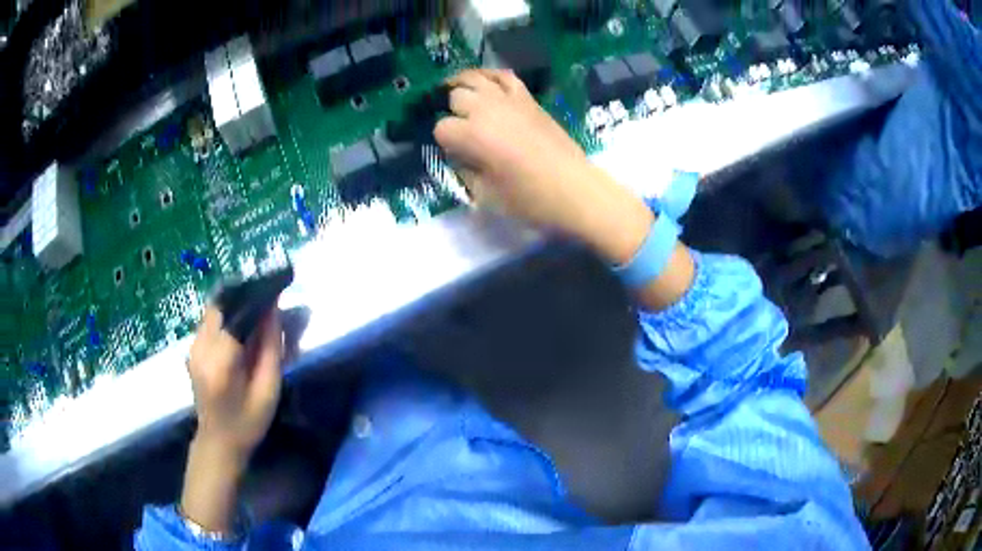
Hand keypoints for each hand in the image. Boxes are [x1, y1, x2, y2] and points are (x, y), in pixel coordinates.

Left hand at [180, 306, 282, 534]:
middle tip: (267, 299)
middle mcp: (201, 348)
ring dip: (235, 305)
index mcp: (221, 362)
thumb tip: (273, 309)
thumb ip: (271, 348)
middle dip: (244, 296)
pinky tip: (241, 327)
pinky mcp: (191, 349)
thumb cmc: (248, 422)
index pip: (235, 313)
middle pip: (220, 305)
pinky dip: (226, 316)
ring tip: (256, 311)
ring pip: (213, 309)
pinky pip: (209, 321)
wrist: (218, 442)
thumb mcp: (268, 390)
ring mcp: (192, 347)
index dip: (255, 297)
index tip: (275, 288)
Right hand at [434, 69, 653, 264]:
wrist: (576, 190)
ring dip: (462, 84)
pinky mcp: (529, 99)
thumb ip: (465, 169)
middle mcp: (488, 109)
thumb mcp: (486, 194)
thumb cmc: (531, 200)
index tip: (455, 152)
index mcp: (474, 135)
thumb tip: (460, 154)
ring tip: (457, 93)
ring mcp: (510, 100)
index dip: (444, 140)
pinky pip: (505, 76)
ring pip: (475, 78)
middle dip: (453, 110)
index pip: (442, 127)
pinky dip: (491, 75)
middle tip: (461, 128)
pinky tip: (485, 83)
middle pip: (456, 96)